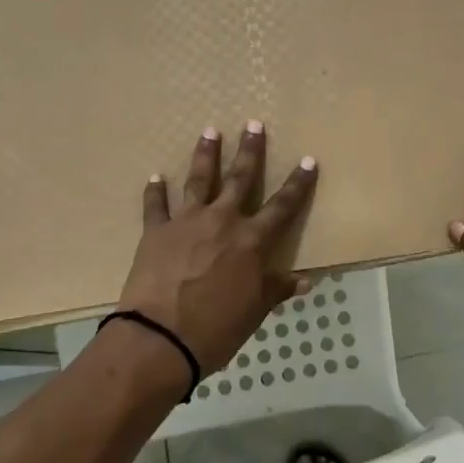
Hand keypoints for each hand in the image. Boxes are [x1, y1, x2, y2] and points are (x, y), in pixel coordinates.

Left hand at [116, 122, 318, 374]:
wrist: (161, 338)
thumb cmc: (216, 328)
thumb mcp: (255, 311)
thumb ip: (276, 289)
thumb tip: (305, 280)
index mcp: (251, 241)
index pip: (283, 206)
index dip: (298, 183)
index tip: (308, 160)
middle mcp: (222, 221)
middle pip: (240, 179)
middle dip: (250, 151)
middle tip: (253, 124)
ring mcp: (187, 222)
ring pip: (199, 180)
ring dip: (205, 155)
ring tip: (209, 131)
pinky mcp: (156, 231)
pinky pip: (156, 205)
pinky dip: (155, 191)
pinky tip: (155, 177)